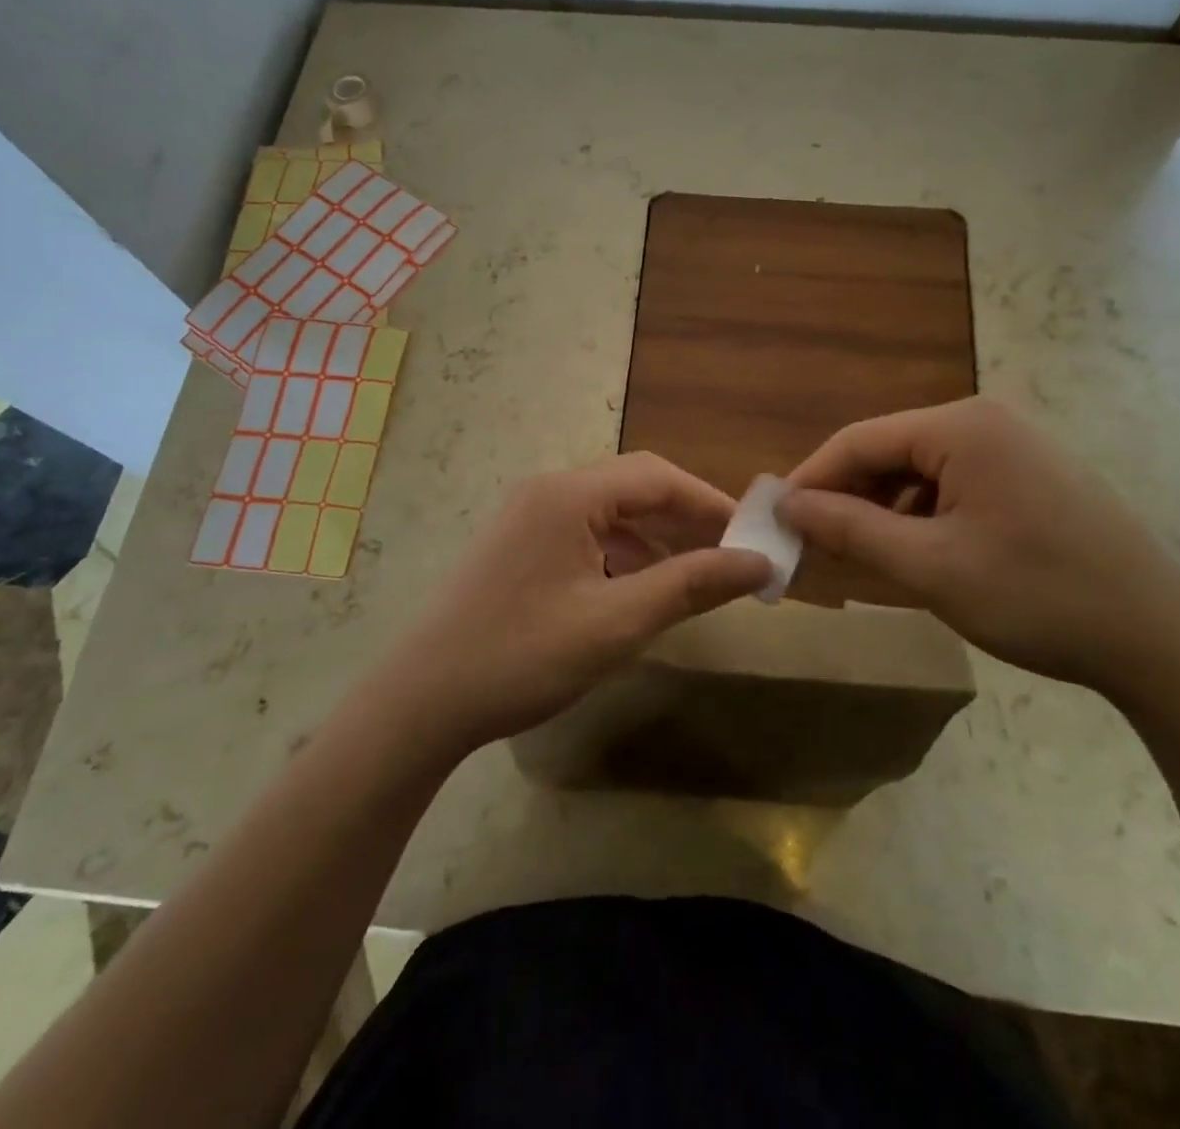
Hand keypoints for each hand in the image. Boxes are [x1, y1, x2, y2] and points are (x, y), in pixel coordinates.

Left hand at [382, 453, 771, 751]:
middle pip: (634, 488)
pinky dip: (621, 555)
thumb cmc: (523, 656)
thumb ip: (690, 585)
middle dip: (685, 519)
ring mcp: (527, 518)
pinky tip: (638, 590)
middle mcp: (547, 492)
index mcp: (569, 494)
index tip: (752, 536)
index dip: (711, 503)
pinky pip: (584, 535)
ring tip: (693, 577)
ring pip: (610, 513)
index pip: (658, 477)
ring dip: (655, 539)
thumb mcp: (617, 623)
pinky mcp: (518, 546)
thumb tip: (759, 563)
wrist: (420, 702)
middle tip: (729, 557)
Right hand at [778, 399, 1179, 692]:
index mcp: (961, 427)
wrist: (1162, 642)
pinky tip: (917, 554)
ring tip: (861, 558)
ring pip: (921, 472)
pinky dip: (924, 517)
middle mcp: (987, 422)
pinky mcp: (1034, 477)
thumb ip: (850, 529)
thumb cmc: (1037, 596)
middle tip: (814, 547)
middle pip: (891, 452)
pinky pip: (956, 486)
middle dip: (848, 498)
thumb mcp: (929, 566)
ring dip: (884, 511)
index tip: (777, 521)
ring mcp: (1016, 448)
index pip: (860, 440)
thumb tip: (788, 505)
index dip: (811, 480)